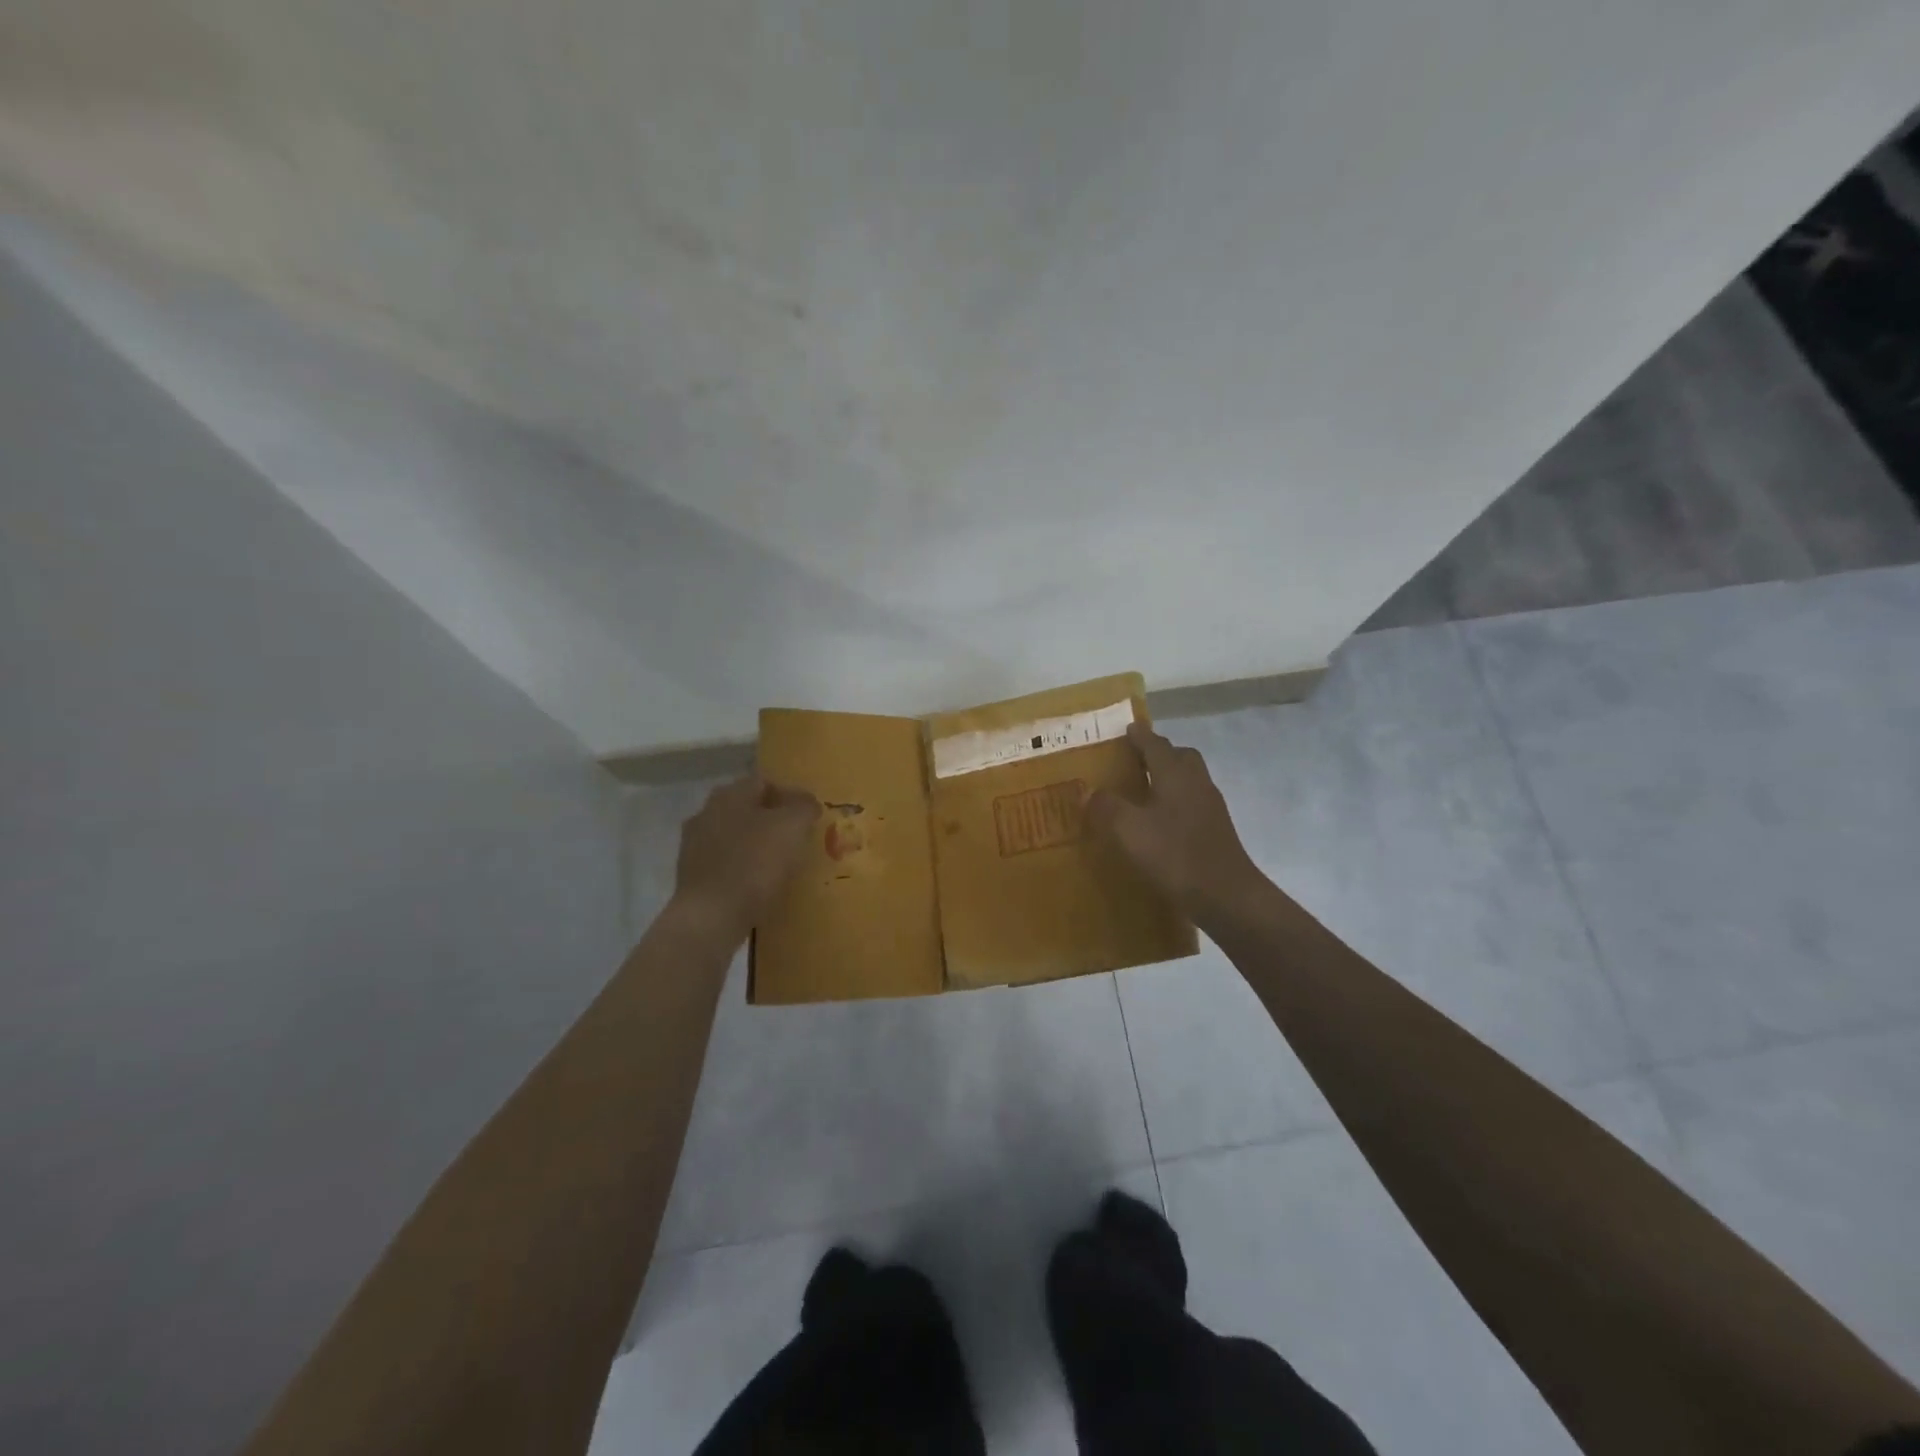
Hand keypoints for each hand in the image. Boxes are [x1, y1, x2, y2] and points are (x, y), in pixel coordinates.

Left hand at [672, 774, 819, 940]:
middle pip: (748, 809)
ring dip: (756, 845)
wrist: (711, 917)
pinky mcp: (691, 876)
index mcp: (729, 794)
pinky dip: (743, 869)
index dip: (791, 796)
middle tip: (797, 839)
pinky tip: (759, 885)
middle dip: (772, 821)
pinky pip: (726, 863)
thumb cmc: (754, 863)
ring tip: (781, 865)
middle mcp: (707, 812)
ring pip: (735, 836)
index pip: (765, 782)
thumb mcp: (792, 826)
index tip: (809, 817)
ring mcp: (694, 845)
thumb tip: (807, 803)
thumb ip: (804, 807)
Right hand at [1089, 721, 1267, 923]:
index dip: (1140, 736)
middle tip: (1136, 761)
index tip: (1127, 729)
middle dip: (1160, 753)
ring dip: (1169, 778)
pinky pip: (1192, 803)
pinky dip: (1176, 803)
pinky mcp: (1216, 830)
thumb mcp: (1128, 830)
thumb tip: (1087, 791)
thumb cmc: (1174, 854)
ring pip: (1189, 780)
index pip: (1155, 744)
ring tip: (1143, 792)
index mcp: (1175, 774)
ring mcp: (1211, 807)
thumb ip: (1106, 807)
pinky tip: (1160, 823)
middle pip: (1180, 757)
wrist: (1225, 896)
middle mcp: (1196, 783)